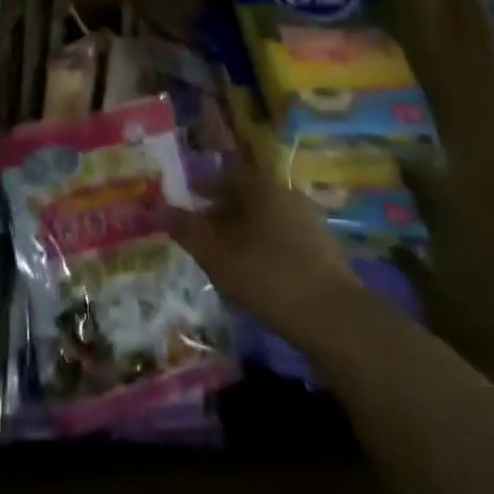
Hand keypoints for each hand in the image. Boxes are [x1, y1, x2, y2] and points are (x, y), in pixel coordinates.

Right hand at [162, 163, 368, 352]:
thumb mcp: (217, 256)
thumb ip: (187, 230)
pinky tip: (251, 271)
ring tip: (220, 256)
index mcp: (262, 187)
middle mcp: (286, 194)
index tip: (184, 203)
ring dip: (240, 231)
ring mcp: (308, 220)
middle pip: (245, 195)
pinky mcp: (321, 248)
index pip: (225, 175)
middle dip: (219, 212)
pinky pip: (280, 236)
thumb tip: (158, 208)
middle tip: (198, 234)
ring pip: (263, 217)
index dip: (202, 188)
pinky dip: (261, 245)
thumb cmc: (269, 278)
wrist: (336, 319)